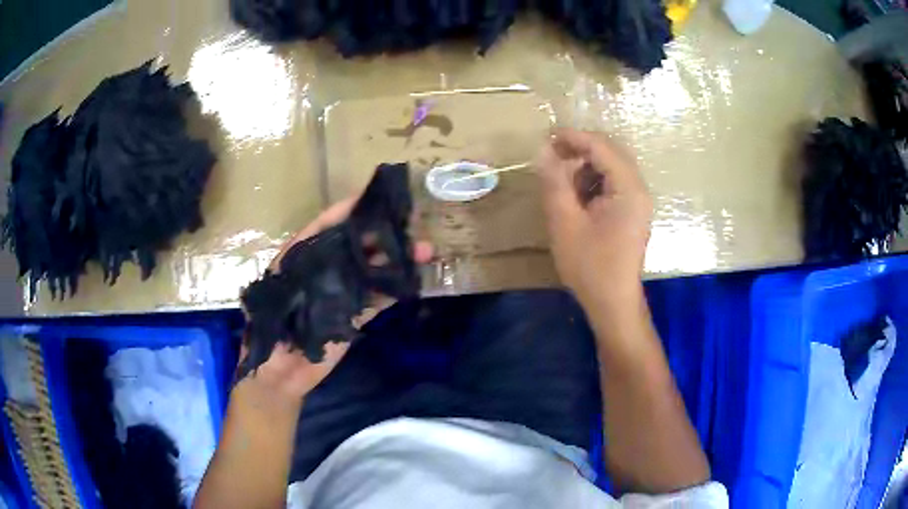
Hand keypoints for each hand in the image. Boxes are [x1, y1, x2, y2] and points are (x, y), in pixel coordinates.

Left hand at [242, 198, 432, 401]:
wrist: (279, 374)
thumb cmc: (269, 332)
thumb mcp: (278, 294)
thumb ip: (302, 269)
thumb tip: (338, 245)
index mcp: (300, 258)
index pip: (326, 227)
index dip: (349, 210)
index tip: (376, 197)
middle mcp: (323, 270)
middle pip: (355, 245)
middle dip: (383, 233)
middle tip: (411, 223)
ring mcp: (340, 293)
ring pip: (371, 270)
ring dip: (396, 260)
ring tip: (423, 251)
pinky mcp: (353, 316)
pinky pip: (377, 298)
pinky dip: (394, 288)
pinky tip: (413, 279)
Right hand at [537, 129, 652, 306]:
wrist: (613, 303)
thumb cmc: (590, 266)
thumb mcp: (564, 222)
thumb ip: (555, 181)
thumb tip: (544, 150)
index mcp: (628, 189)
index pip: (602, 147)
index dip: (574, 137)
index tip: (546, 137)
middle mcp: (639, 189)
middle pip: (610, 153)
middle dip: (580, 150)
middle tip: (551, 157)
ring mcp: (638, 201)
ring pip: (611, 168)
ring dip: (585, 167)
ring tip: (562, 184)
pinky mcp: (633, 212)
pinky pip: (613, 184)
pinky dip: (593, 183)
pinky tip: (577, 199)